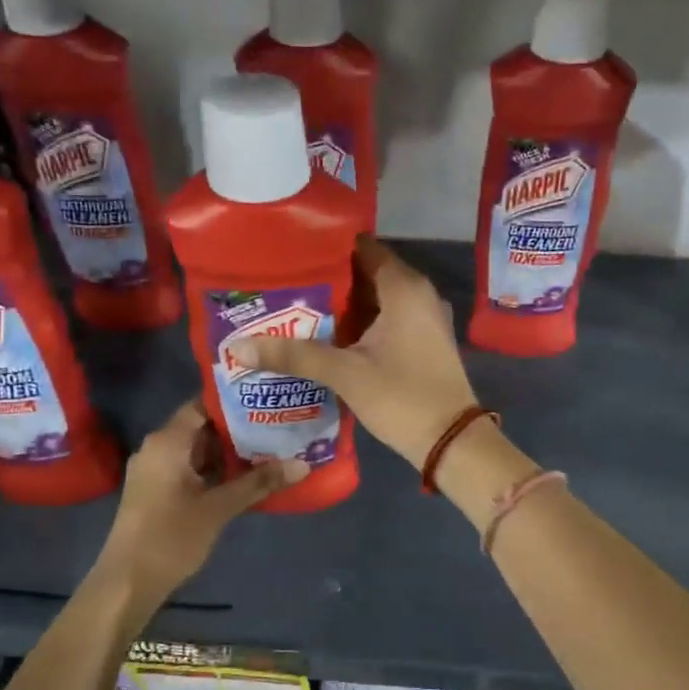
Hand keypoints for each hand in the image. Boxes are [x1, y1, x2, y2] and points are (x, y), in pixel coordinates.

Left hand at [93, 401, 305, 613]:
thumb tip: (303, 464)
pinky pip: (193, 468)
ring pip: (200, 450)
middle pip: (203, 426)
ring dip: (232, 451)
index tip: (269, 398)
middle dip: (241, 427)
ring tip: (273, 445)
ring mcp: (157, 471)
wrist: (128, 583)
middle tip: (280, 422)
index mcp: (167, 442)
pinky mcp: (160, 491)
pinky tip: (249, 475)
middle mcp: (159, 448)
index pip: (203, 404)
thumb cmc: (170, 538)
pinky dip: (218, 469)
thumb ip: (259, 483)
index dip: (236, 400)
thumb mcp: (219, 508)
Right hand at [231, 237, 479, 469]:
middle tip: (281, 284)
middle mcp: (417, 293)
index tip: (287, 254)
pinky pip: (385, 319)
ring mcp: (423, 318)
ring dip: (340, 305)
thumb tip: (237, 346)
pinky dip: (358, 324)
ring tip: (293, 307)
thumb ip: (292, 355)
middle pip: (364, 273)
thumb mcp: (344, 373)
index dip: (323, 249)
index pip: (360, 247)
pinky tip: (324, 336)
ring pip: (374, 300)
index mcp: (404, 287)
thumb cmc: (402, 398)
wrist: (452, 442)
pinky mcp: (422, 340)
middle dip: (325, 280)